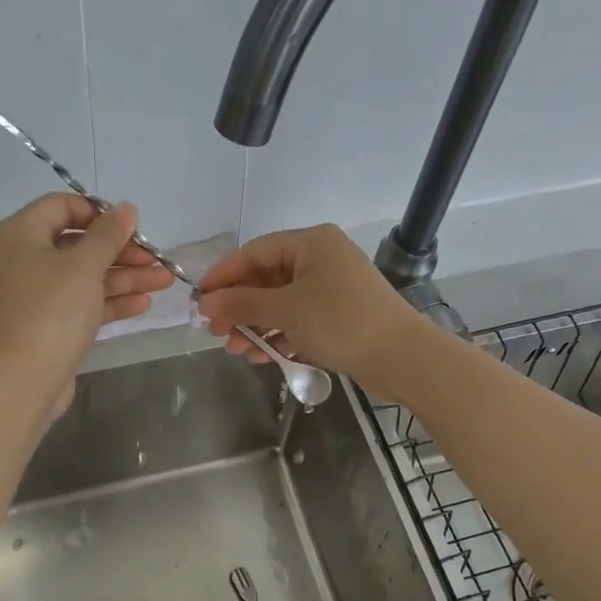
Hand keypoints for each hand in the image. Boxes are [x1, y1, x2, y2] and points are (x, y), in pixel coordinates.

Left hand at [0, 194, 174, 413]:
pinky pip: (82, 303)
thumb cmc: (51, 310)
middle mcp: (22, 259)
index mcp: (19, 234)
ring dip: (124, 277)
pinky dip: (110, 301)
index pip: (61, 206)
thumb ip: (108, 235)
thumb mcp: (84, 266)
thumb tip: (126, 208)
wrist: (24, 379)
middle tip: (156, 259)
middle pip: (78, 244)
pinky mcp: (48, 324)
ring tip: (164, 282)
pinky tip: (143, 303)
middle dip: (121, 251)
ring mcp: (35, 295)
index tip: (131, 226)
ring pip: (84, 277)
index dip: (99, 212)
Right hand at [198, 225, 426, 395]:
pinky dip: (277, 335)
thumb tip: (206, 304)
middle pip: (265, 279)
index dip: (224, 276)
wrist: (400, 357)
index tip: (200, 301)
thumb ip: (242, 305)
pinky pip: (296, 320)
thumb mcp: (286, 311)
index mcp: (310, 243)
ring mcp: (329, 288)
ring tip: (236, 350)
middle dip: (238, 307)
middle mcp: (320, 259)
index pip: (254, 252)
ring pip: (279, 303)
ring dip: (254, 326)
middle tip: (215, 333)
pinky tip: (262, 356)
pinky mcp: (336, 316)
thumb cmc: (341, 321)